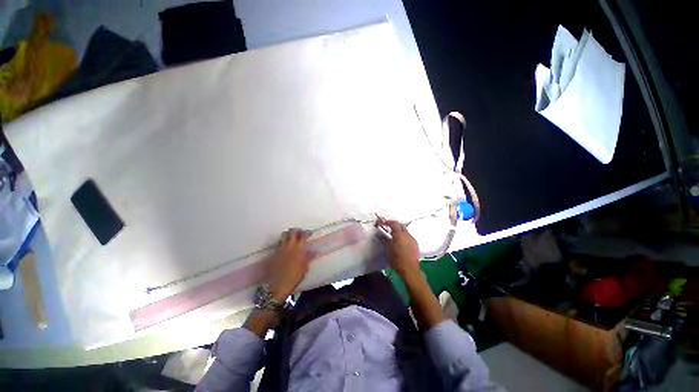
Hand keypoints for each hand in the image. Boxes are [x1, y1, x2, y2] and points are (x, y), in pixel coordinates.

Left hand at [266, 228, 311, 298]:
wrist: (278, 284)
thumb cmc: (295, 276)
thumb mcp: (305, 267)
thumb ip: (309, 257)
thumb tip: (315, 251)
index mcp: (299, 248)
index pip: (304, 235)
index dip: (307, 232)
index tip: (309, 233)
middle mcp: (290, 245)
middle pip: (293, 231)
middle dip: (297, 230)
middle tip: (300, 233)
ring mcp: (281, 248)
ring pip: (284, 234)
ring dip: (289, 234)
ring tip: (292, 237)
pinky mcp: (275, 252)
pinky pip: (279, 242)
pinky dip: (283, 241)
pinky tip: (285, 246)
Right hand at [376, 218, 420, 277]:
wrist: (410, 270)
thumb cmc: (396, 259)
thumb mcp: (387, 249)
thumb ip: (383, 239)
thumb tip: (380, 233)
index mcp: (399, 234)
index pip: (394, 223)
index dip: (387, 222)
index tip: (382, 224)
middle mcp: (407, 234)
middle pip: (400, 225)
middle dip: (393, 225)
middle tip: (387, 228)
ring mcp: (412, 239)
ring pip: (405, 231)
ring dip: (399, 231)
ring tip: (393, 237)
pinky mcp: (415, 245)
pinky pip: (408, 237)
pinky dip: (403, 237)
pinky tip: (400, 243)